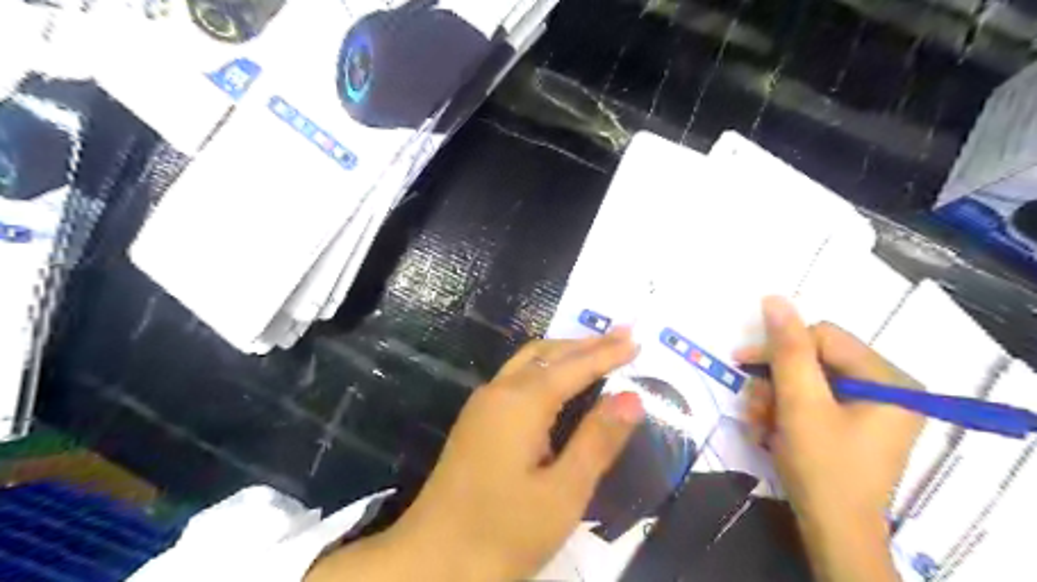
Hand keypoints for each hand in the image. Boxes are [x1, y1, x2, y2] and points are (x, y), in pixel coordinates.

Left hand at [310, 330, 641, 581]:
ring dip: (564, 352)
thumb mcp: (562, 494)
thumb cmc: (502, 533)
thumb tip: (632, 398)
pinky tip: (557, 380)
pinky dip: (545, 368)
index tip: (637, 340)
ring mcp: (482, 405)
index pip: (575, 367)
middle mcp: (499, 391)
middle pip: (549, 354)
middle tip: (623, 335)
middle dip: (587, 343)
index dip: (608, 353)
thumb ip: (597, 441)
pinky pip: (516, 377)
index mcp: (522, 402)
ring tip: (597, 349)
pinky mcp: (475, 421)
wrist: (429, 562)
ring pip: (528, 362)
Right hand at [731, 298, 919, 578]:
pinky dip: (784, 414)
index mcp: (889, 379)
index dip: (779, 347)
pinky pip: (810, 402)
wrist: (833, 534)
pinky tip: (770, 433)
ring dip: (774, 401)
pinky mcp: (851, 424)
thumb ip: (788, 349)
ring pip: (805, 382)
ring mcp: (869, 408)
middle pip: (813, 361)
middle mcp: (886, 388)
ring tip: (760, 426)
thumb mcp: (800, 404)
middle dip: (775, 383)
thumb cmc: (822, 468)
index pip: (823, 337)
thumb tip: (774, 298)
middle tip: (754, 406)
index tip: (742, 363)